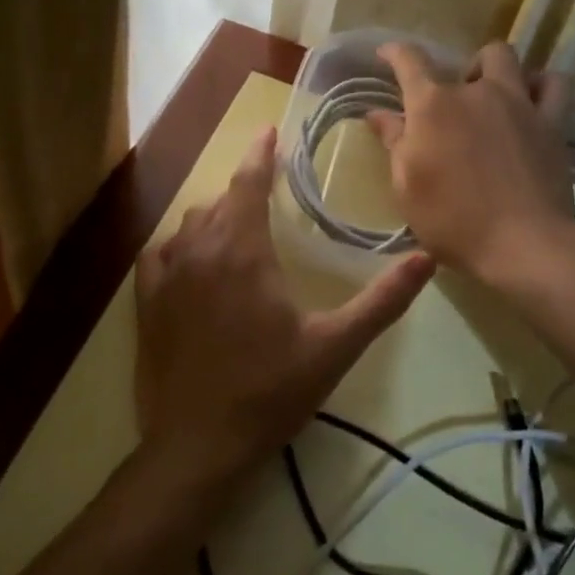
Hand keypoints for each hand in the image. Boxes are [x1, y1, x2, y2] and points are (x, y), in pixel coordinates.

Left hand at [135, 126, 434, 487]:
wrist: (199, 444)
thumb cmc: (271, 390)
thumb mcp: (336, 346)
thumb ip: (382, 301)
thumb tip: (426, 258)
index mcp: (242, 252)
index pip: (248, 182)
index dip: (259, 153)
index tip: (269, 130)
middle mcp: (199, 252)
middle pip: (220, 201)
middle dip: (245, 188)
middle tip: (270, 189)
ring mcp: (166, 278)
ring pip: (190, 224)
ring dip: (216, 215)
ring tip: (239, 223)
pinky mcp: (147, 304)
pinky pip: (160, 253)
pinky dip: (181, 244)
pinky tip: (192, 256)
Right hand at [366, 41, 574, 288]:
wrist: (523, 243)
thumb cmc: (453, 221)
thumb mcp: (407, 188)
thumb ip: (394, 143)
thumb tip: (378, 113)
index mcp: (433, 106)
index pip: (409, 61)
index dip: (394, 52)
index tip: (386, 54)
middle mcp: (476, 92)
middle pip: (467, 58)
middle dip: (458, 73)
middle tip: (454, 105)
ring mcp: (519, 103)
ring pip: (508, 59)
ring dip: (496, 70)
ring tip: (493, 97)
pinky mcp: (552, 122)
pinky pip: (554, 85)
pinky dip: (542, 85)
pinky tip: (533, 102)